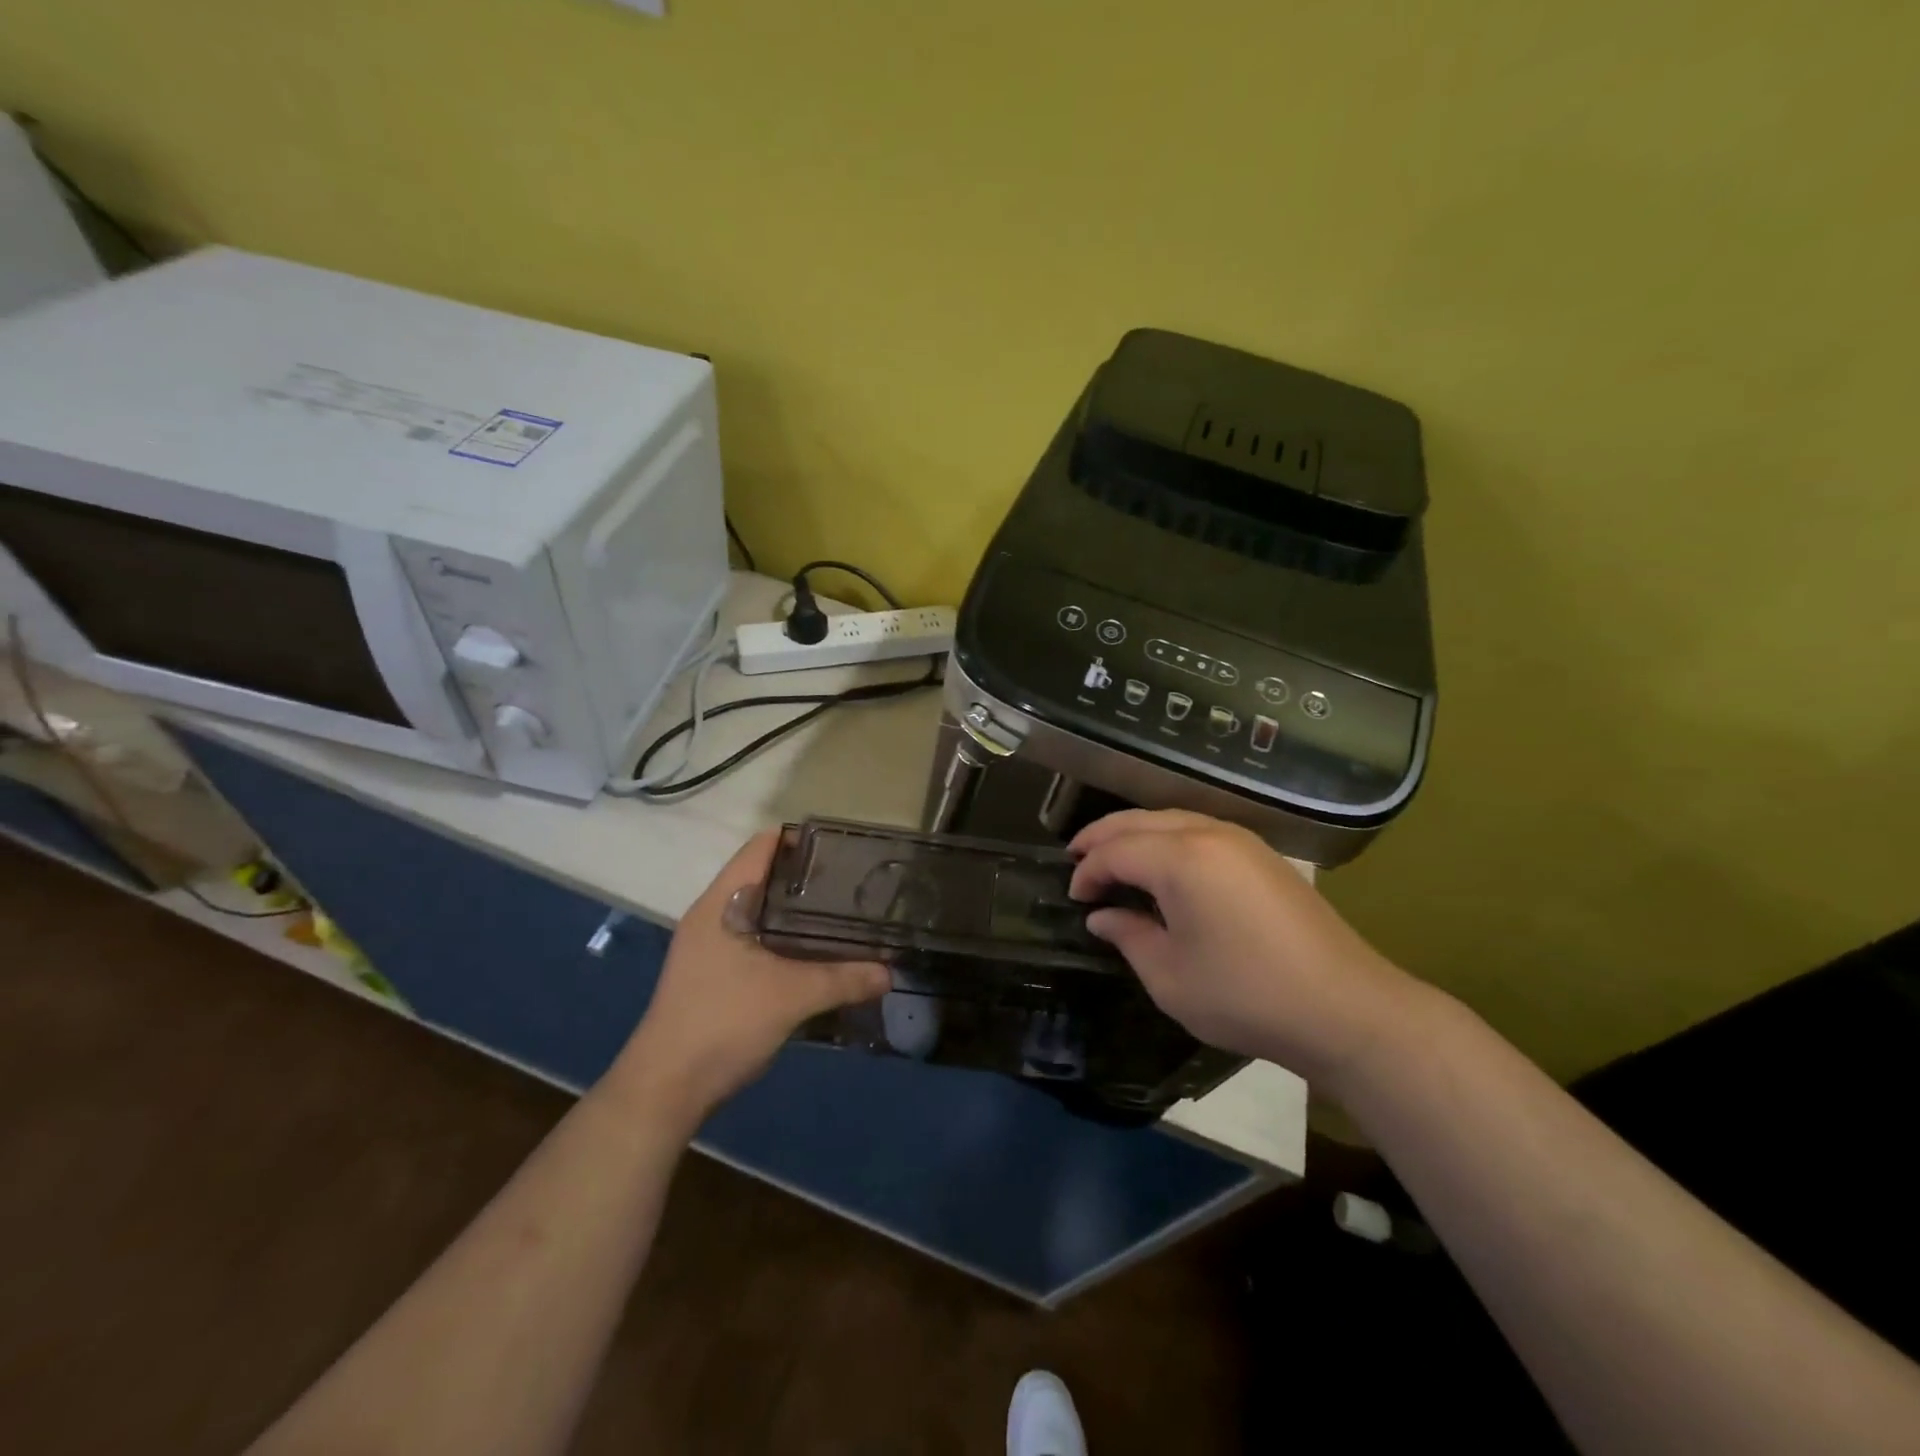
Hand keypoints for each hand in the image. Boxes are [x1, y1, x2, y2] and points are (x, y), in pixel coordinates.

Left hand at [611, 832, 888, 1124]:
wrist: (665, 1090)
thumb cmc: (722, 1023)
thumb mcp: (791, 997)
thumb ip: (843, 979)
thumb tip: (890, 972)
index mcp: (721, 904)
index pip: (760, 848)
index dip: (799, 840)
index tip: (842, 847)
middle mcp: (712, 916)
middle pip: (764, 878)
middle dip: (807, 878)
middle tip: (854, 883)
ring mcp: (710, 947)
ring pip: (762, 913)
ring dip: (798, 914)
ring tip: (844, 915)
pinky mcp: (715, 975)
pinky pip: (757, 941)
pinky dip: (786, 940)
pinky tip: (817, 954)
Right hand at [1069, 810, 1416, 1086]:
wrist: (1344, 1007)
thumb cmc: (1246, 996)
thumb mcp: (1170, 978)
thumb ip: (1129, 937)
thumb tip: (1102, 916)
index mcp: (1180, 860)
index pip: (1115, 851)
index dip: (1087, 871)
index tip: (1073, 897)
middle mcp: (1208, 834)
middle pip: (1140, 821)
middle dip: (1102, 836)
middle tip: (1075, 857)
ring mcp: (1240, 840)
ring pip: (1171, 818)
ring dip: (1136, 832)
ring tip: (1112, 855)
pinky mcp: (1262, 855)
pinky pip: (1199, 829)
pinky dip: (1168, 838)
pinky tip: (1162, 863)